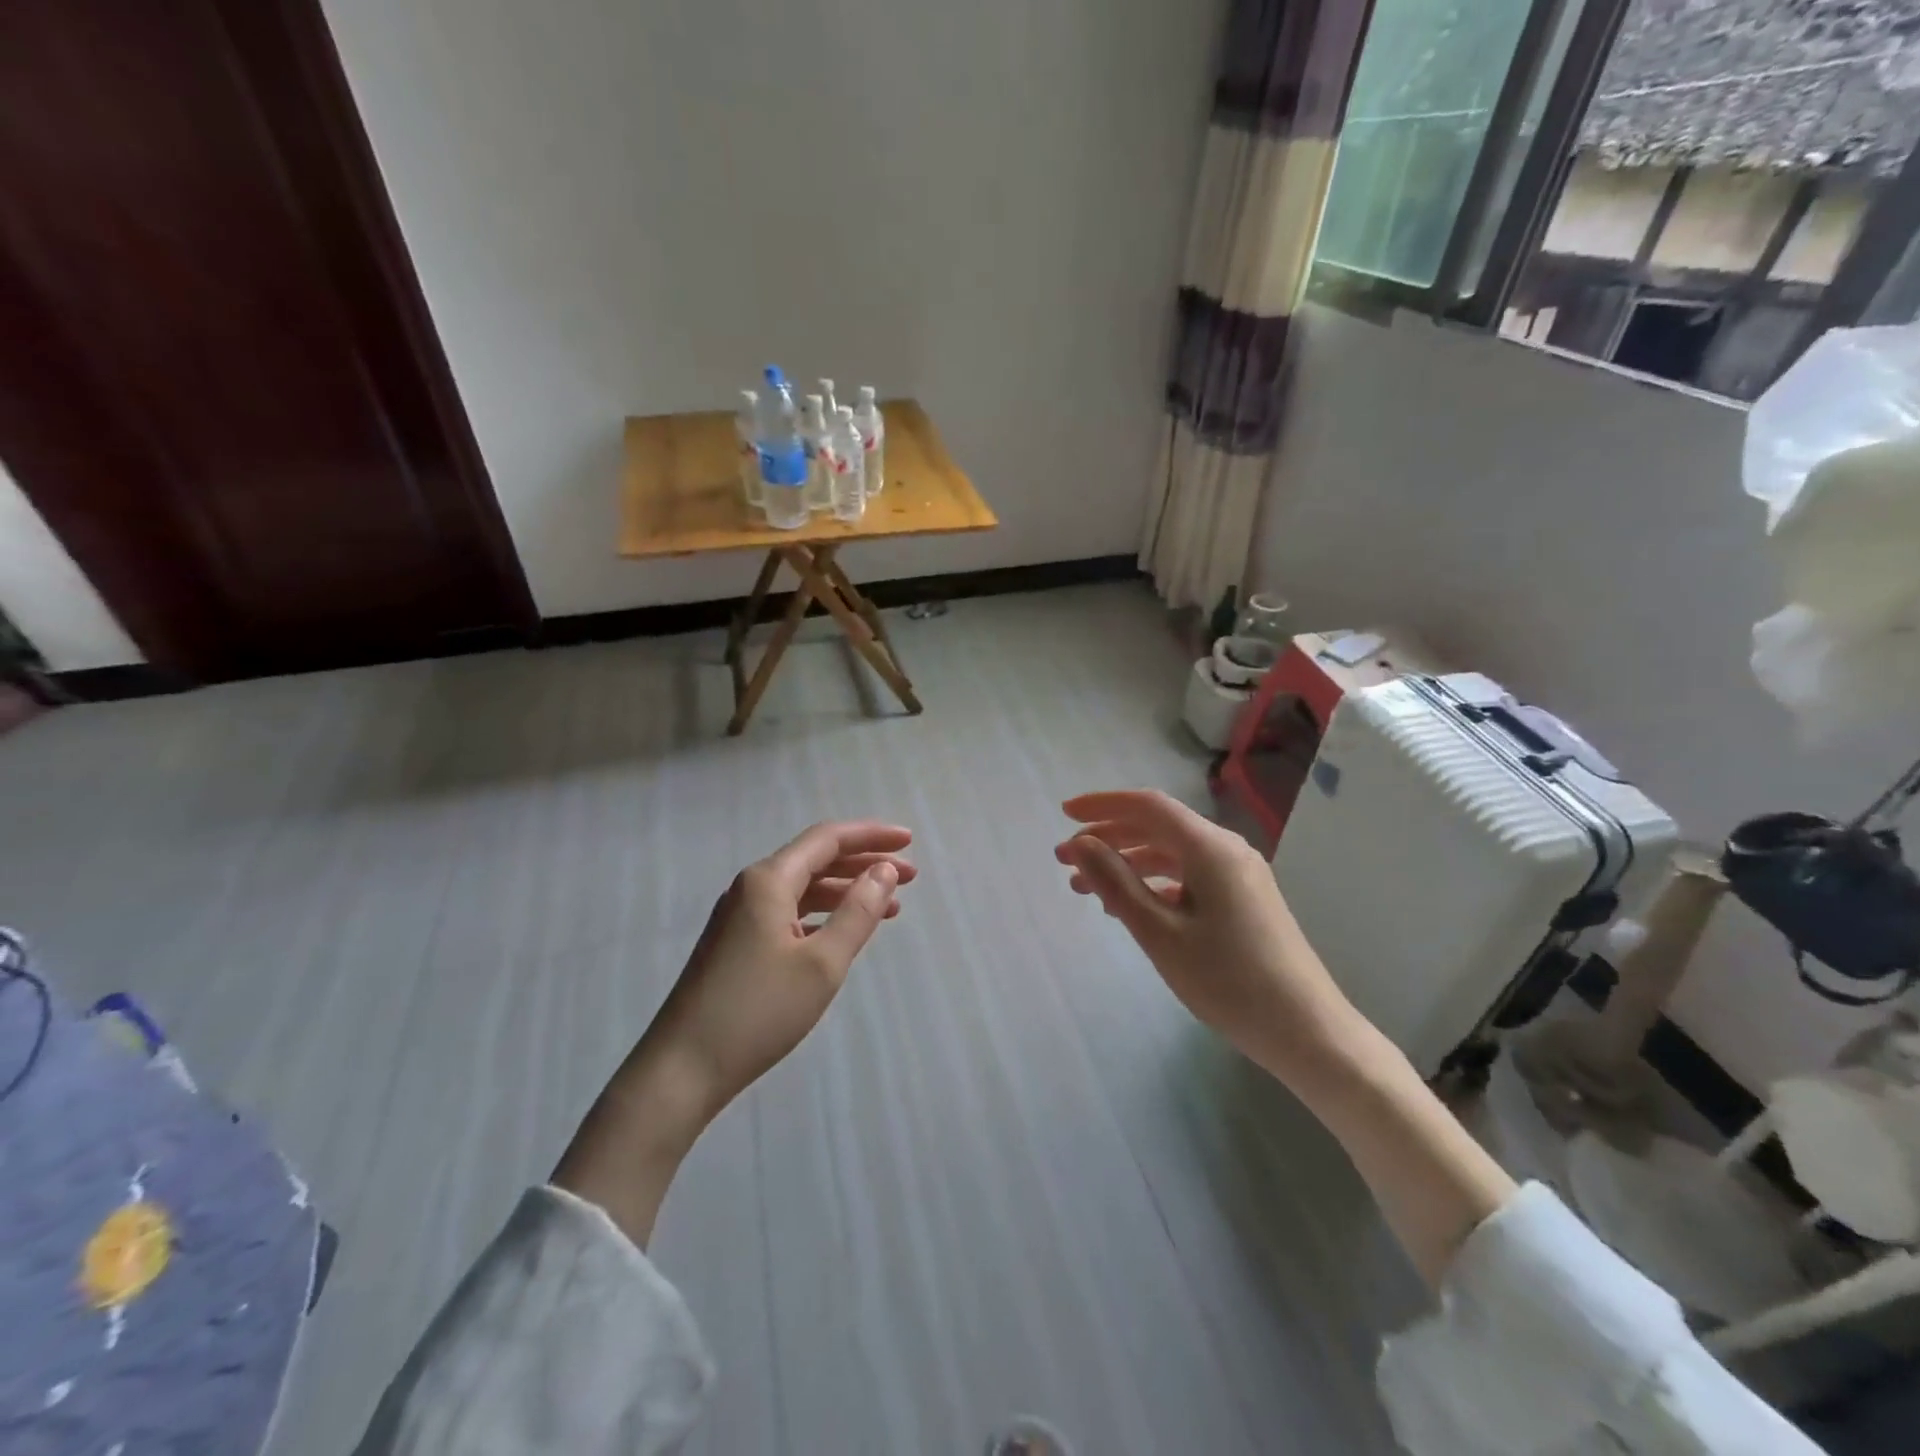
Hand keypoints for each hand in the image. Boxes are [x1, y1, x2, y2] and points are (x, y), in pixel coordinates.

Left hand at [555, 821, 913, 1243]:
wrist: (681, 1070)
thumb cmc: (758, 1012)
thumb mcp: (822, 964)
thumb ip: (859, 912)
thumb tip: (885, 870)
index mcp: (769, 881)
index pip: (827, 840)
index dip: (871, 836)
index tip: (909, 841)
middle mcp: (751, 888)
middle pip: (816, 859)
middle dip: (864, 863)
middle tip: (910, 876)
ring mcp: (740, 917)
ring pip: (804, 888)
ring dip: (847, 891)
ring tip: (889, 906)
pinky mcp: (736, 944)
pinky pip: (790, 912)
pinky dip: (824, 915)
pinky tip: (844, 932)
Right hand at [1057, 790, 1514, 1284]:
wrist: (1307, 1032)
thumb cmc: (1228, 981)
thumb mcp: (1160, 933)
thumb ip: (1116, 883)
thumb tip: (1081, 843)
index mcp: (1210, 848)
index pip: (1147, 805)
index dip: (1102, 805)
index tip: (1062, 814)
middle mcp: (1227, 850)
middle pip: (1158, 827)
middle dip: (1108, 838)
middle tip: (1065, 861)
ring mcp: (1240, 875)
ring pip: (1172, 853)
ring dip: (1128, 863)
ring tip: (1087, 889)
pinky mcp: (1244, 900)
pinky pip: (1190, 876)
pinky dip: (1155, 883)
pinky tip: (1132, 907)